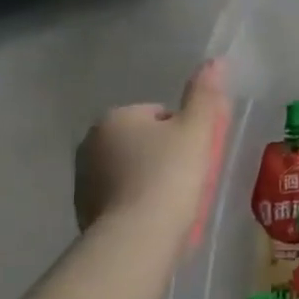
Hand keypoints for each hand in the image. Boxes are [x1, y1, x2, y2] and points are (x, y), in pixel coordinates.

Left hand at [74, 60, 228, 232]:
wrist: (137, 237)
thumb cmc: (170, 176)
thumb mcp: (197, 131)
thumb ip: (205, 95)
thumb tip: (216, 61)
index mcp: (115, 118)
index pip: (159, 115)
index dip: (184, 135)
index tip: (197, 158)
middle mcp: (90, 143)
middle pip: (142, 142)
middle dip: (164, 157)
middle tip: (189, 182)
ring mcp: (83, 179)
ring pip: (129, 171)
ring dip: (149, 180)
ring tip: (173, 204)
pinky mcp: (83, 211)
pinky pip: (119, 199)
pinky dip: (136, 205)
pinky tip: (154, 221)